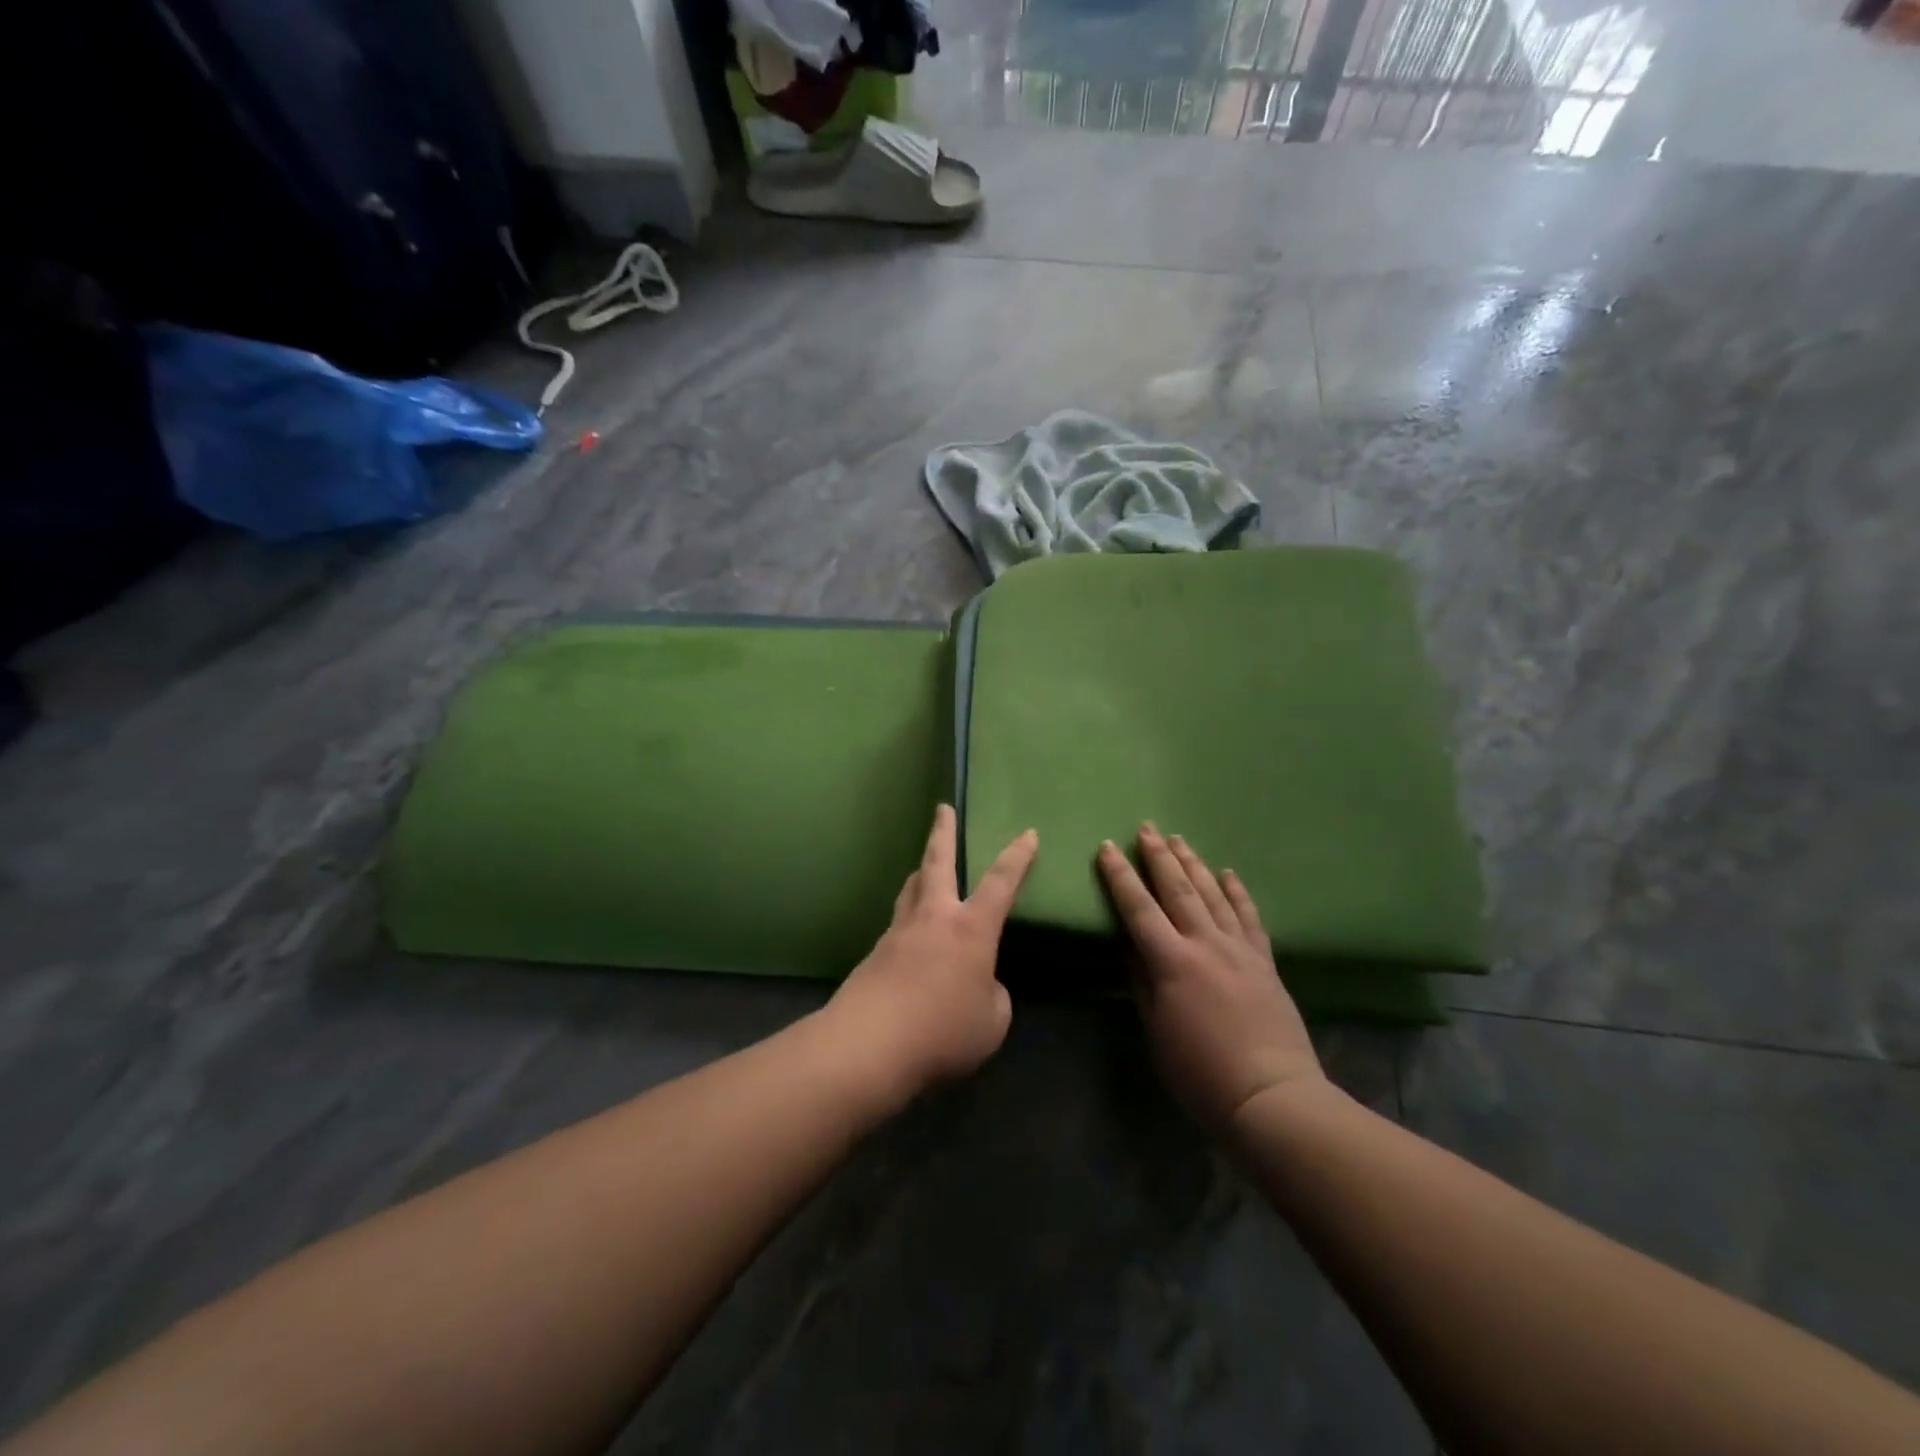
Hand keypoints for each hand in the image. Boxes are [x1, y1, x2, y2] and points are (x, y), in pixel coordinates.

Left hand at [826, 805, 1037, 1105]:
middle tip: (942, 808)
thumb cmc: (943, 1030)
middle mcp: (933, 918)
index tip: (1028, 834)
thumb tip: (980, 986)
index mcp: (971, 928)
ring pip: (911, 888)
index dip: (1018, 857)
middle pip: (937, 862)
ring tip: (924, 867)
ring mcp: (899, 932)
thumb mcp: (991, 1021)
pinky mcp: (875, 954)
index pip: (1001, 882)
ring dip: (921, 871)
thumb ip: (993, 996)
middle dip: (943, 832)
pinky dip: (909, 920)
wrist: (869, 1044)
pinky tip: (912, 940)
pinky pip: (898, 925)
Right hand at [1096, 824, 1322, 1128]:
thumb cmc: (1201, 1072)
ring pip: (1213, 894)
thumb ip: (1141, 982)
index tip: (1107, 848)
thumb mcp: (1156, 1030)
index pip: (1139, 908)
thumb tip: (1128, 946)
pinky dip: (1238, 892)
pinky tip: (1229, 873)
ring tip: (1179, 839)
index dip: (1120, 876)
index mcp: (1172, 961)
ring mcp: (1239, 950)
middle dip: (1159, 856)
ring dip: (1193, 864)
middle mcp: (1206, 944)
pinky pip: (1249, 917)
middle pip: (1178, 890)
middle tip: (1146, 828)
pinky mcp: (1264, 962)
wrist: (1272, 1097)